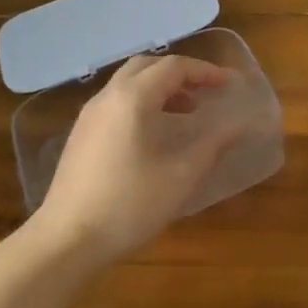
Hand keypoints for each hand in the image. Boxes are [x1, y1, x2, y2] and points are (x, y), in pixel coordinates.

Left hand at [38, 53, 247, 263]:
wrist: (65, 241)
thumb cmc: (129, 205)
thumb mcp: (181, 176)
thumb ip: (214, 144)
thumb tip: (242, 124)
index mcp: (133, 98)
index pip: (174, 67)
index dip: (205, 72)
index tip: (229, 84)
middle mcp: (108, 97)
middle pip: (147, 66)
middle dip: (180, 74)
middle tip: (206, 93)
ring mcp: (89, 116)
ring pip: (129, 84)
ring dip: (160, 88)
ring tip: (187, 113)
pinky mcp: (81, 135)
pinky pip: (116, 102)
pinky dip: (142, 103)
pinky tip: (155, 135)